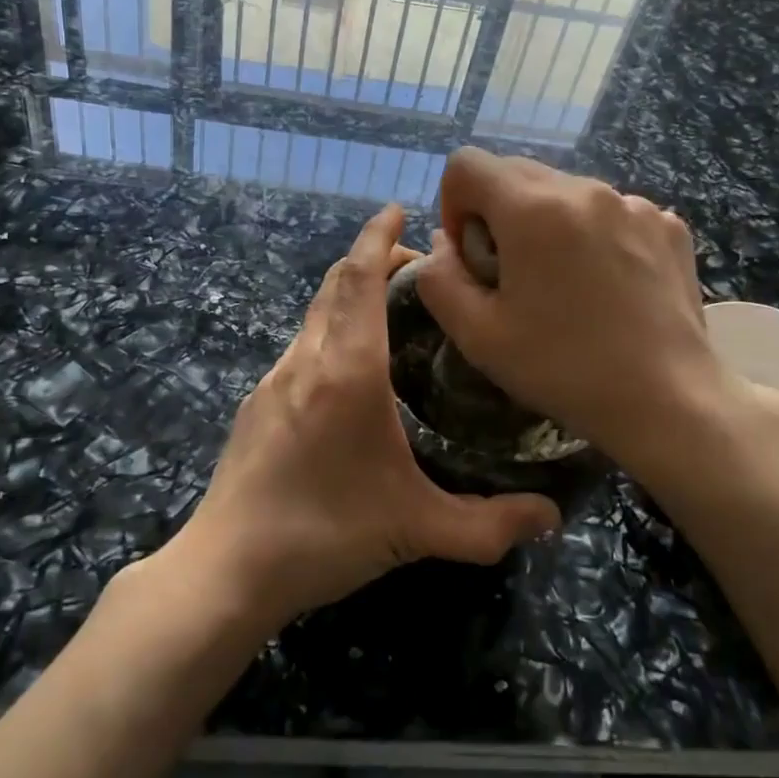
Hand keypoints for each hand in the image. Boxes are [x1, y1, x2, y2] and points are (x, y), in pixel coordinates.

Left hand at [170, 204, 561, 629]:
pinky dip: (329, 331)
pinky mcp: (256, 405)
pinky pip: (300, 346)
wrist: (226, 569)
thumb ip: (490, 524)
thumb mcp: (417, 529)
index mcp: (347, 369)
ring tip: (389, 313)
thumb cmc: (324, 534)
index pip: (360, 277)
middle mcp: (306, 359)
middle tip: (414, 266)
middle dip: (371, 260)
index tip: (398, 208)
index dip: (379, 236)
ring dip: (348, 296)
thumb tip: (552, 518)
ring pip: (314, 315)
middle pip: (335, 284)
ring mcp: (274, 380)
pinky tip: (349, 372)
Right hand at [413, 150, 756, 476]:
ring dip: (548, 224)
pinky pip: (611, 212)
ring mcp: (634, 203)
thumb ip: (438, 279)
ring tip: (566, 285)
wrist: (668, 400)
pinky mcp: (669, 224)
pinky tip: (609, 286)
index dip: (453, 205)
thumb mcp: (477, 334)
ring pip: (565, 193)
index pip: (467, 164)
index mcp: (532, 208)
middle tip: (513, 275)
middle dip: (498, 215)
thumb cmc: (563, 369)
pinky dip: (595, 235)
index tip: (471, 255)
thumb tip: (444, 244)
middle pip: (516, 173)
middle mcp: (585, 189)